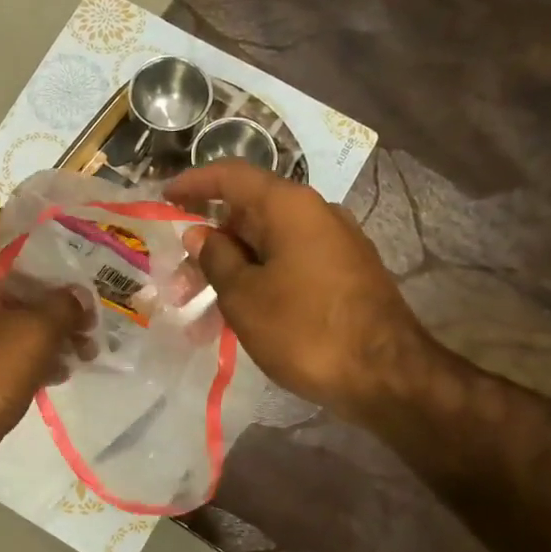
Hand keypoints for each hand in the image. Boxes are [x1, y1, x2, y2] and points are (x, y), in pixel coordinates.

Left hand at [0, 210, 86, 484]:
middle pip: (7, 273)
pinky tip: (68, 368)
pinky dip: (39, 353)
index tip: (52, 227)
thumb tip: (79, 296)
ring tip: (87, 339)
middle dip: (50, 282)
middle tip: (87, 289)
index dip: (12, 219)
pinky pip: (12, 349)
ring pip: (15, 315)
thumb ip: (63, 305)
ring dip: (51, 323)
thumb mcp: (34, 332)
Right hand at [164, 160, 439, 419]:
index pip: (231, 176)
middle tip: (178, 283)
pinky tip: (239, 318)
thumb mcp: (244, 297)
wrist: (386, 375)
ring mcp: (335, 245)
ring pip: (267, 247)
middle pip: (248, 215)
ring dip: (230, 272)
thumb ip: (216, 259)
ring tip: (201, 315)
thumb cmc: (305, 330)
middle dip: (208, 245)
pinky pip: (289, 266)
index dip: (193, 184)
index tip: (164, 199)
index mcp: (289, 207)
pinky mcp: (344, 275)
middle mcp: (315, 214)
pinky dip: (258, 283)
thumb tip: (201, 234)